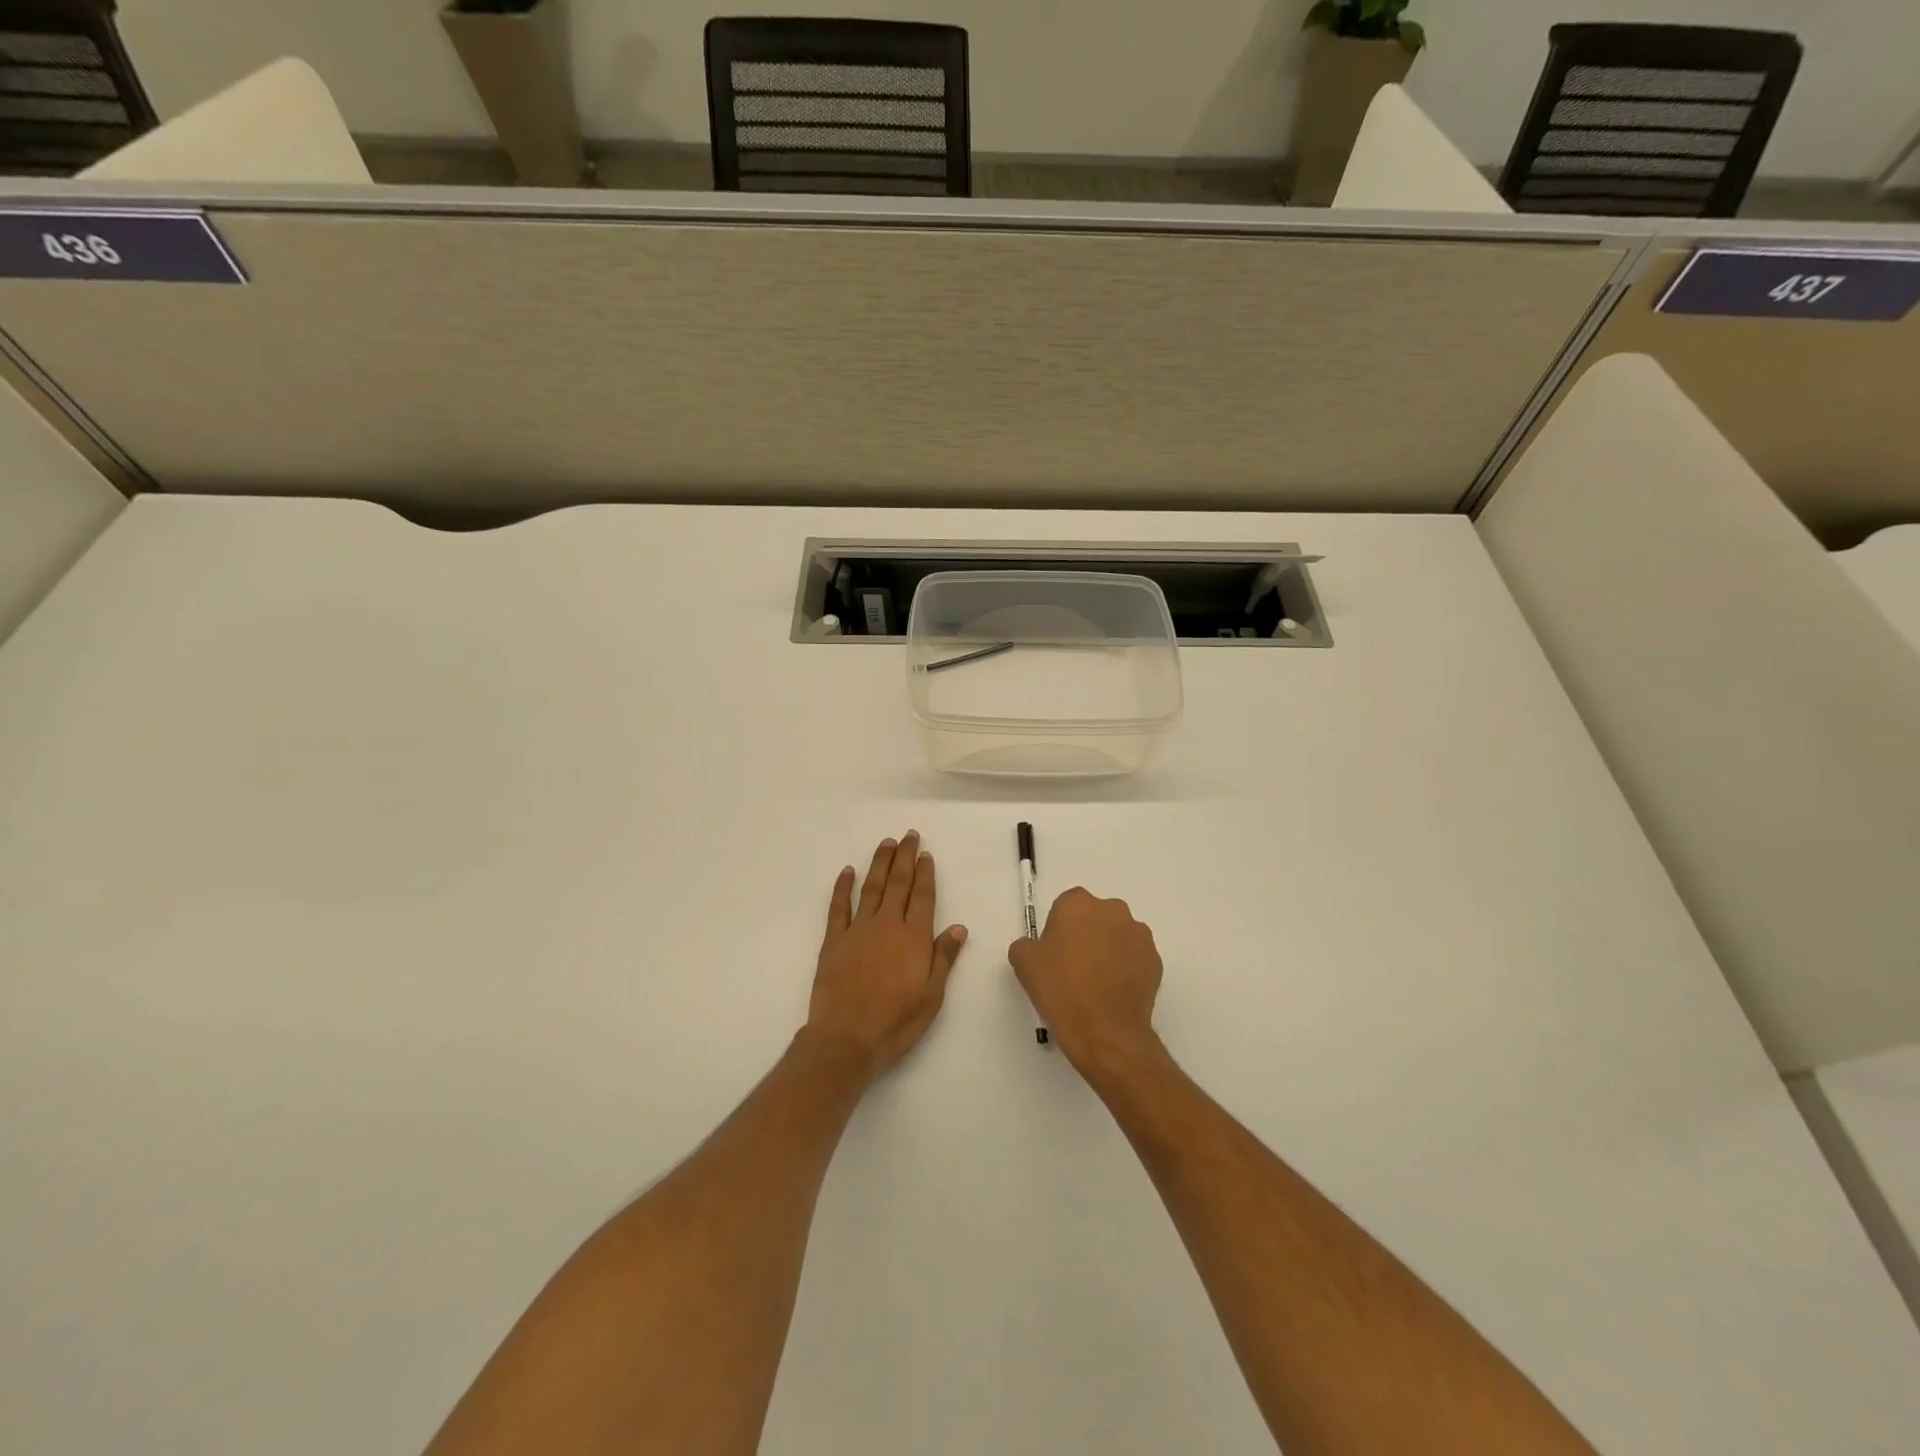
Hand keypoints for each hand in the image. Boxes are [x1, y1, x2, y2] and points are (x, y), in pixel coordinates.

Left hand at [806, 832, 967, 1078]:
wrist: (846, 1039)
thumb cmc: (895, 1022)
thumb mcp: (932, 996)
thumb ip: (943, 958)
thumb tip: (959, 927)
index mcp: (914, 938)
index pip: (923, 896)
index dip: (925, 873)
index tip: (926, 854)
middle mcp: (887, 925)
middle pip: (898, 883)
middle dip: (905, 858)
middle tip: (909, 836)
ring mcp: (858, 930)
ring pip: (871, 888)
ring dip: (879, 864)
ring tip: (886, 844)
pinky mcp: (834, 941)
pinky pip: (839, 907)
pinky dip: (843, 887)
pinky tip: (847, 871)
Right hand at [1009, 888, 1163, 1080]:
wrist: (1105, 1032)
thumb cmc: (1061, 991)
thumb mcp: (1024, 964)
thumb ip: (1026, 944)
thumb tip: (1036, 946)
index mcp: (1078, 904)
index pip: (1066, 906)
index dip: (1058, 929)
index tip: (1054, 954)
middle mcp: (1112, 910)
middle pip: (1095, 916)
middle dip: (1086, 934)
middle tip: (1074, 967)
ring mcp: (1139, 935)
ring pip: (1118, 935)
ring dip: (1108, 949)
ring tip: (1097, 983)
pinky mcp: (1156, 959)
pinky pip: (1135, 957)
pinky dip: (1127, 968)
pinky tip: (1114, 993)